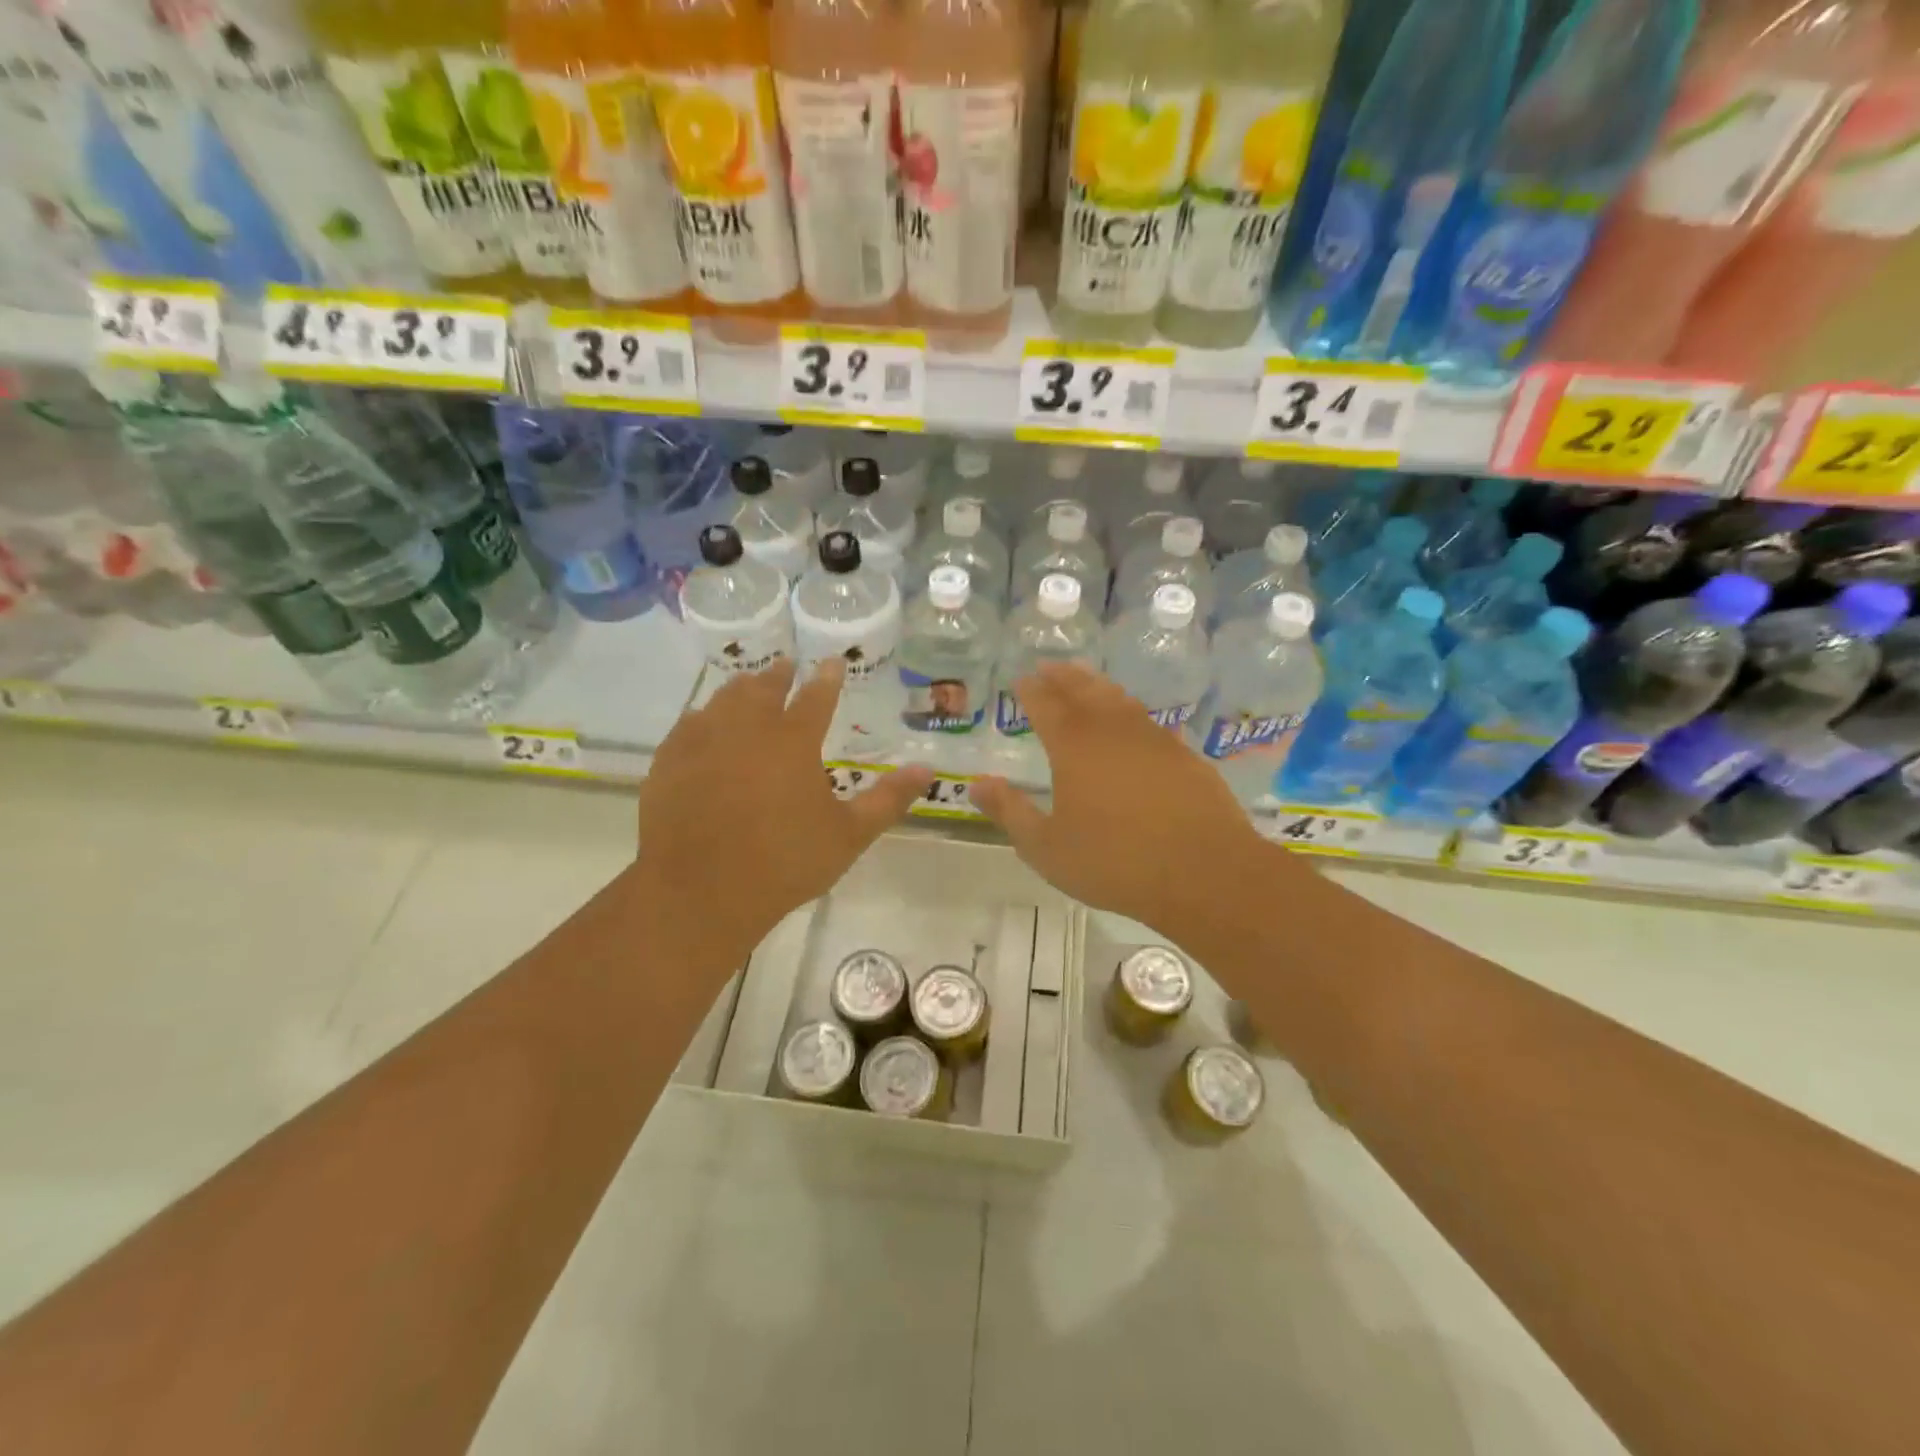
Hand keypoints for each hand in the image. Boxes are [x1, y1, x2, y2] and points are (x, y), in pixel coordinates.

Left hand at [633, 659, 931, 963]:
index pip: (816, 697)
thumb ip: (888, 800)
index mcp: (793, 742)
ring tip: (747, 684)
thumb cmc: (784, 863)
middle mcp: (747, 729)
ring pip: (722, 700)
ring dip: (740, 688)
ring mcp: (702, 743)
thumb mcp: (849, 835)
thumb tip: (926, 769)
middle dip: (778, 674)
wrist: (700, 892)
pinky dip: (701, 716)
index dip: (827, 678)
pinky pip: (687, 726)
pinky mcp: (669, 763)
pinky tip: (701, 721)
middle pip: (763, 688)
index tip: (833, 661)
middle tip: (785, 665)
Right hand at [971, 661, 1275, 937]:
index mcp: (1074, 747)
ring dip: (1097, 685)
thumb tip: (977, 784)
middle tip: (1049, 665)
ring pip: (1119, 700)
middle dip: (1062, 676)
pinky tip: (1133, 721)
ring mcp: (1153, 739)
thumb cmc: (1115, 862)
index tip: (1021, 679)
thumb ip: (1010, 812)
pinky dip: (1132, 712)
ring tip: (1085, 679)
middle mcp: (1112, 731)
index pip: (1045, 705)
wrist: (1204, 872)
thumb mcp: (1046, 847)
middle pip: (1083, 691)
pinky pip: (1149, 721)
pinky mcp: (1183, 755)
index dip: (1031, 690)